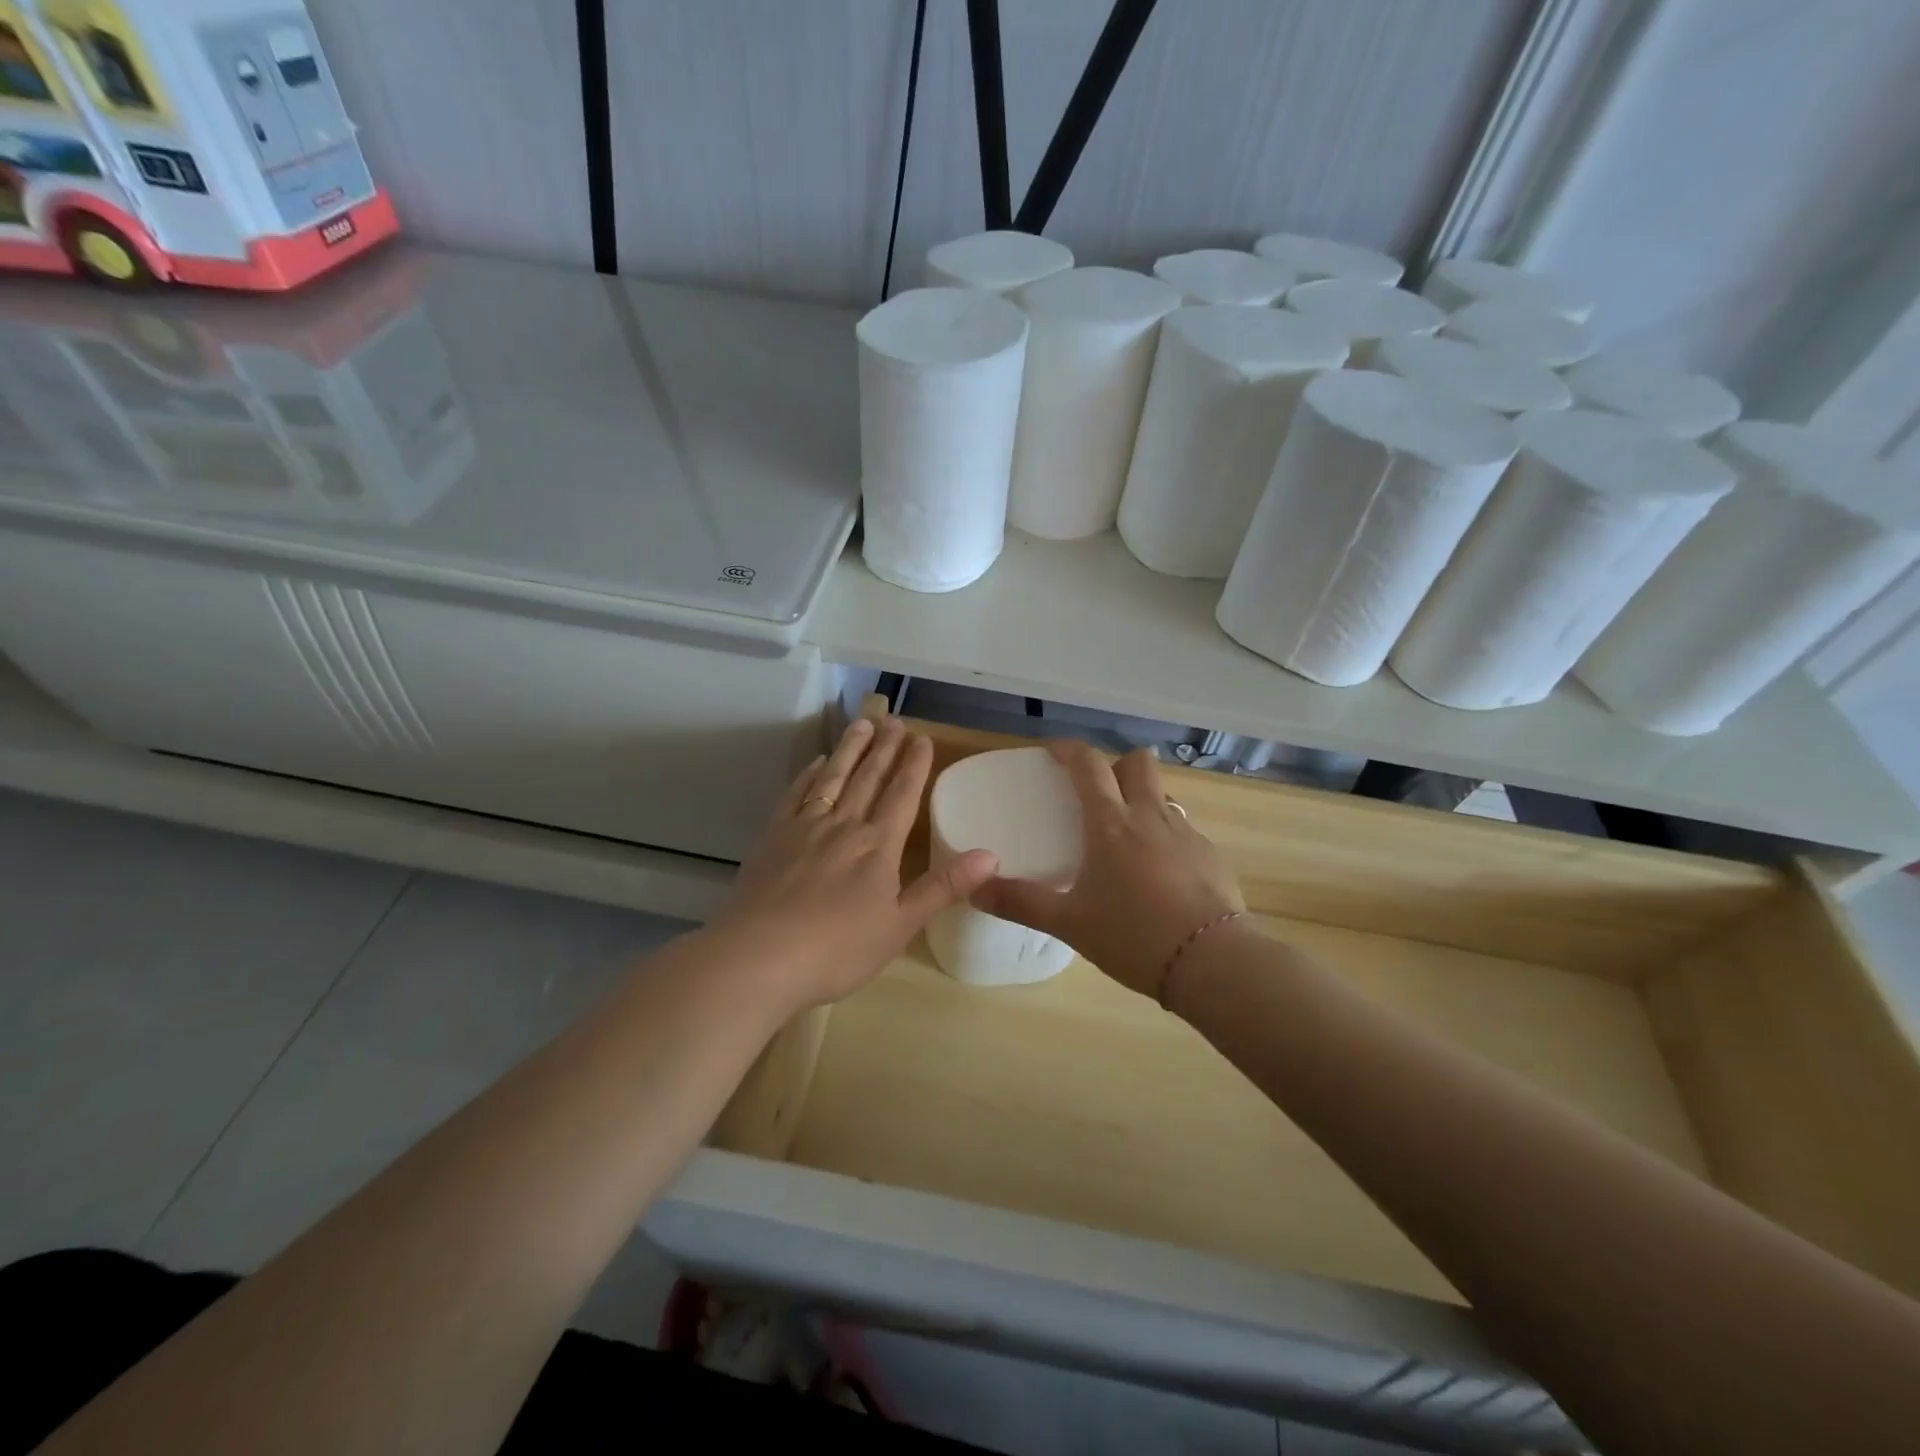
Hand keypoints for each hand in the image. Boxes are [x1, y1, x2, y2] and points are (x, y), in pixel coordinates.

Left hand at [705, 716, 998, 1012]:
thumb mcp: (900, 926)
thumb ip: (943, 887)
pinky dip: (809, 775)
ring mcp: (804, 828)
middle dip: (884, 748)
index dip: (914, 766)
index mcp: (878, 846)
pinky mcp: (772, 838)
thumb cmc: (837, 950)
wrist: (758, 958)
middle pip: (868, 778)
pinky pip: (796, 795)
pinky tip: (815, 763)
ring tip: (862, 724)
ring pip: (832, 778)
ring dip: (849, 750)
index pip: (902, 795)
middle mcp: (843, 826)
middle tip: (894, 720)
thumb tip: (991, 855)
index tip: (922, 738)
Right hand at [972, 741, 1244, 997]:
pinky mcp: (1212, 855)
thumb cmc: (1133, 935)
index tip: (1053, 751)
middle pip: (1138, 762)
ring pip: (1163, 796)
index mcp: (1111, 823)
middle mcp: (1150, 816)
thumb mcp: (1070, 923)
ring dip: (1143, 800)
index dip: (1069, 749)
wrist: (1211, 961)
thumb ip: (1022, 903)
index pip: (1089, 764)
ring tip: (1128, 837)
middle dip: (1116, 764)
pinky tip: (1161, 875)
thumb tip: (975, 888)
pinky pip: (1185, 830)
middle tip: (1098, 791)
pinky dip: (1167, 838)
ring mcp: (1187, 833)